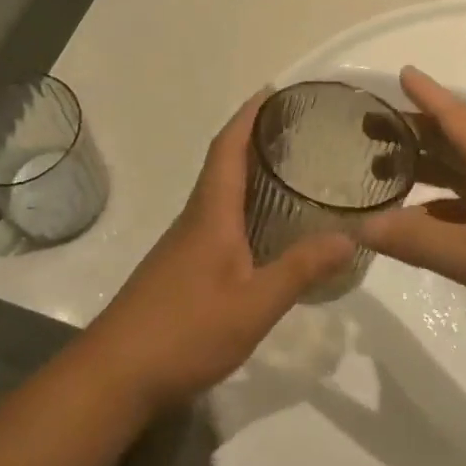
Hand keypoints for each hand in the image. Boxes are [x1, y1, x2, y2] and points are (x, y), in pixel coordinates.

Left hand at [83, 92, 354, 410]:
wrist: (115, 375)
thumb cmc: (184, 332)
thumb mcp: (253, 305)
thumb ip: (299, 270)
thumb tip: (349, 236)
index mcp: (210, 215)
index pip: (227, 149)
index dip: (248, 116)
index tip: (272, 91)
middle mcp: (194, 220)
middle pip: (222, 165)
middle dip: (253, 139)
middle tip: (297, 130)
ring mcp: (183, 246)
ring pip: (218, 195)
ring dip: (247, 173)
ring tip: (290, 171)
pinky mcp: (181, 269)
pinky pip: (216, 222)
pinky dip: (242, 208)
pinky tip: (264, 231)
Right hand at [359, 68, 465, 362]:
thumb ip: (416, 241)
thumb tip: (358, 227)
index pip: (455, 116)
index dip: (426, 94)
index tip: (400, 72)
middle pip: (454, 143)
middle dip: (413, 133)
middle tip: (367, 130)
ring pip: (461, 177)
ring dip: (425, 172)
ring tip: (381, 174)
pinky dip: (440, 211)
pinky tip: (417, 226)